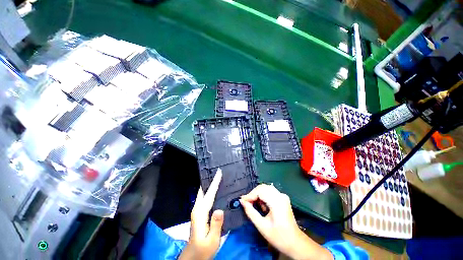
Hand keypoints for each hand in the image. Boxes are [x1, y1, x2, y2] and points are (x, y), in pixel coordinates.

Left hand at [179, 169, 222, 259]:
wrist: (193, 256)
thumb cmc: (203, 250)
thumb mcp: (211, 240)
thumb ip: (215, 225)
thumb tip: (219, 209)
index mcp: (200, 214)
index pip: (209, 194)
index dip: (214, 182)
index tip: (219, 172)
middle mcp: (197, 209)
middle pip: (203, 190)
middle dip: (210, 180)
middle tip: (218, 172)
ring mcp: (197, 211)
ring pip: (203, 193)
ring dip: (209, 184)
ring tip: (217, 178)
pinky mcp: (199, 213)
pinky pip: (204, 198)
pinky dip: (209, 191)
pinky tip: (215, 190)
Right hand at [240, 184, 332, 259]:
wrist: (295, 243)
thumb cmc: (278, 237)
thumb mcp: (262, 226)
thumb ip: (250, 212)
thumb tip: (242, 201)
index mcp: (277, 202)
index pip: (260, 191)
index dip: (250, 195)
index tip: (242, 201)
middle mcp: (281, 196)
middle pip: (263, 187)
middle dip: (253, 193)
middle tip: (247, 202)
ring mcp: (283, 196)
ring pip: (266, 188)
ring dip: (258, 194)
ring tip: (254, 204)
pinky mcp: (283, 198)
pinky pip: (270, 191)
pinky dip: (263, 195)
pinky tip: (262, 205)